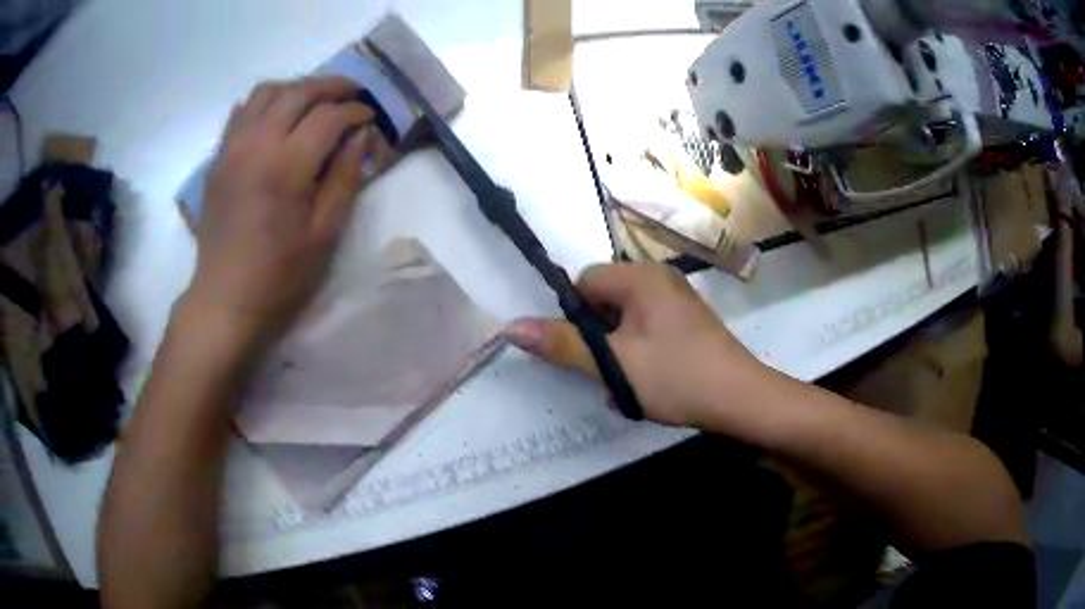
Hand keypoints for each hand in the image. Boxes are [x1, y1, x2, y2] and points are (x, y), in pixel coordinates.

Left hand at [186, 77, 381, 344]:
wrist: (225, 298)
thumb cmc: (279, 275)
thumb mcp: (324, 233)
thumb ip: (345, 177)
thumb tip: (360, 135)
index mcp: (285, 166)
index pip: (328, 117)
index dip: (355, 111)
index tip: (370, 118)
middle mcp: (256, 144)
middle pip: (298, 92)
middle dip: (332, 86)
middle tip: (352, 94)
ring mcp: (231, 148)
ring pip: (266, 92)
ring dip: (296, 88)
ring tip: (314, 100)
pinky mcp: (218, 158)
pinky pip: (241, 111)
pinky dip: (264, 103)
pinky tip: (277, 117)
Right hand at [505, 262, 768, 429]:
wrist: (740, 399)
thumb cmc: (675, 376)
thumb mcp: (614, 364)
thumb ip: (562, 344)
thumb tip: (510, 326)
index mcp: (641, 277)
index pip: (585, 282)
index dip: (576, 317)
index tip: (585, 352)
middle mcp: (661, 278)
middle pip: (606, 300)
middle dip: (598, 337)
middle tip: (608, 372)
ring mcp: (679, 299)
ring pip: (626, 319)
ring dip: (618, 350)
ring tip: (629, 382)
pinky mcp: (690, 321)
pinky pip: (649, 328)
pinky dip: (640, 351)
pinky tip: (650, 381)